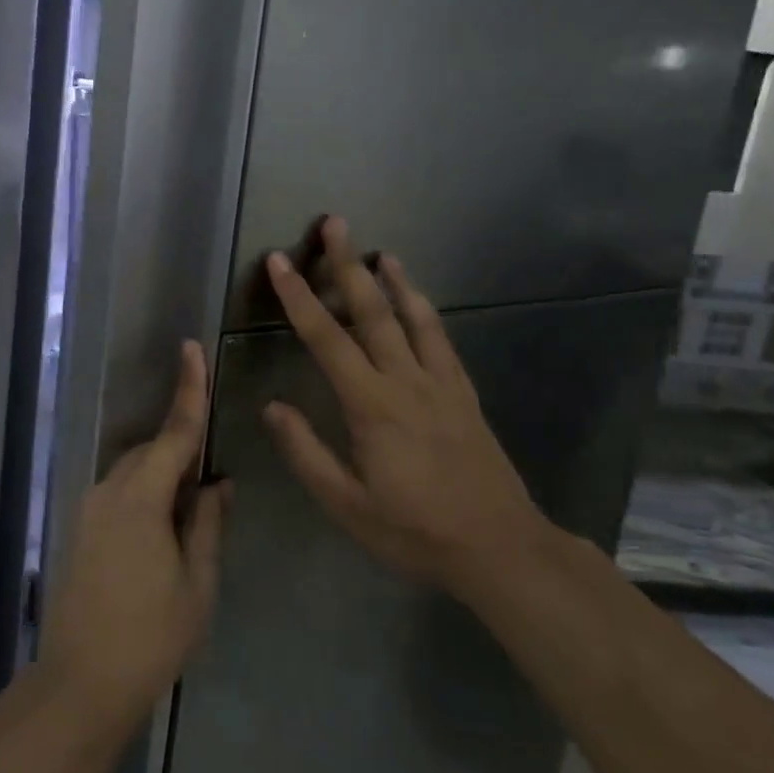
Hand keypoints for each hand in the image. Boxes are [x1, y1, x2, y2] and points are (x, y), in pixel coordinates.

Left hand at [42, 341, 228, 734]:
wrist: (81, 683)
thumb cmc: (150, 636)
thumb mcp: (197, 583)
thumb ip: (208, 524)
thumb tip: (218, 483)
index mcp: (141, 498)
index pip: (174, 433)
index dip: (188, 390)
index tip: (192, 348)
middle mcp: (109, 491)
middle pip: (152, 451)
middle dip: (182, 452)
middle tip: (212, 484)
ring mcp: (88, 509)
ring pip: (134, 472)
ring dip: (163, 477)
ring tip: (190, 516)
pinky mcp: (80, 528)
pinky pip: (120, 493)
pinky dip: (145, 494)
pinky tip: (162, 534)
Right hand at [261, 217, 547, 595]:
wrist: (500, 548)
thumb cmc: (415, 531)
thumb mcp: (347, 504)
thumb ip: (306, 452)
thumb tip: (273, 406)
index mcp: (371, 405)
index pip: (326, 338)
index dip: (299, 297)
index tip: (279, 262)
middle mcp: (406, 380)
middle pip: (372, 310)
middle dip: (347, 265)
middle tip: (335, 223)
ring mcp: (440, 383)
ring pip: (413, 317)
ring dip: (392, 280)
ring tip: (377, 252)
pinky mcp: (463, 393)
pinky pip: (441, 339)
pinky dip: (425, 310)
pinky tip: (417, 299)